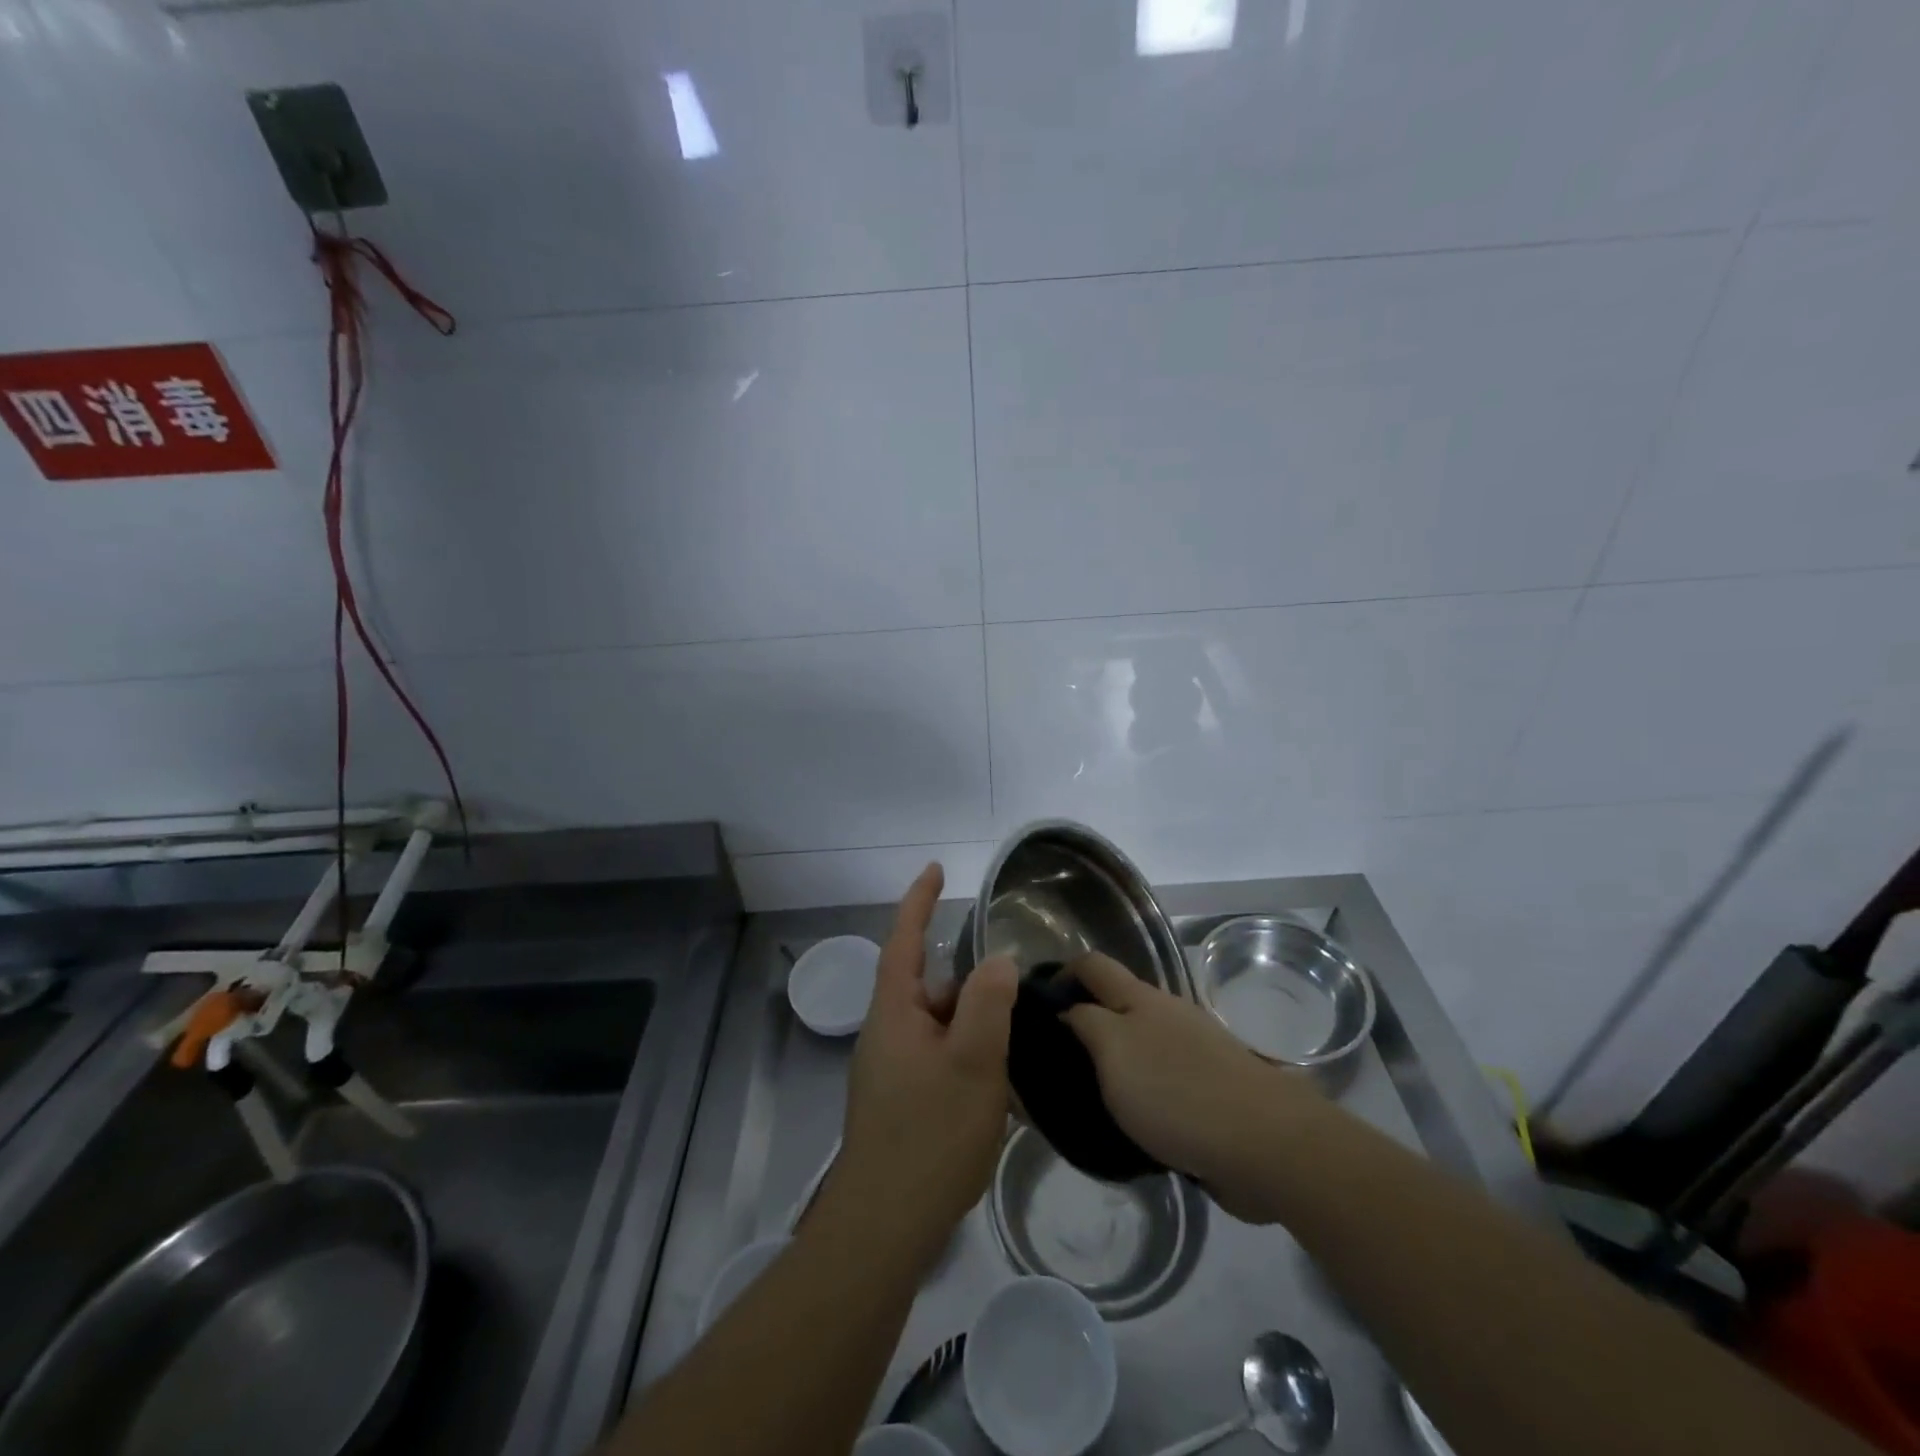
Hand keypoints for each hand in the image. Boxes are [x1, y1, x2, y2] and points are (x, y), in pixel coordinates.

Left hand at [832, 865, 1018, 1267]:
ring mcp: (892, 1070)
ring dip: (973, 1028)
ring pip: (941, 1027)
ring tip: (1015, 1045)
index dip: (919, 902)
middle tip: (1013, 996)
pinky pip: (940, 1059)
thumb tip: (999, 960)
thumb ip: (988, 1004)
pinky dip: (968, 1058)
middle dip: (970, 987)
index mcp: (894, 1012)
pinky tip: (998, 1085)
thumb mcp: (973, 1063)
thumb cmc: (929, 1135)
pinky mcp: (901, 1101)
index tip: (935, 869)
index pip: (904, 940)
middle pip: (931, 988)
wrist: (885, 1227)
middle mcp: (887, 1033)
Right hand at [1062, 953, 1316, 1222]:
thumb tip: (1069, 1010)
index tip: (1037, 1003)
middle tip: (1056, 1057)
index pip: (1093, 965)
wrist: (1263, 1143)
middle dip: (1087, 1018)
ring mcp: (1195, 1050)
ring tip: (1087, 1093)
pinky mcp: (1212, 1089)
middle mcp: (1168, 1014)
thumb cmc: (1175, 1090)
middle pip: (1118, 1002)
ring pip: (1142, 1042)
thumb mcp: (1113, 1051)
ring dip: (1116, 1058)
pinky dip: (1143, 1089)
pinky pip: (1164, 1078)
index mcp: (1141, 998)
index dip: (1063, 973)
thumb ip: (1085, 1023)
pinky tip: (1132, 1121)